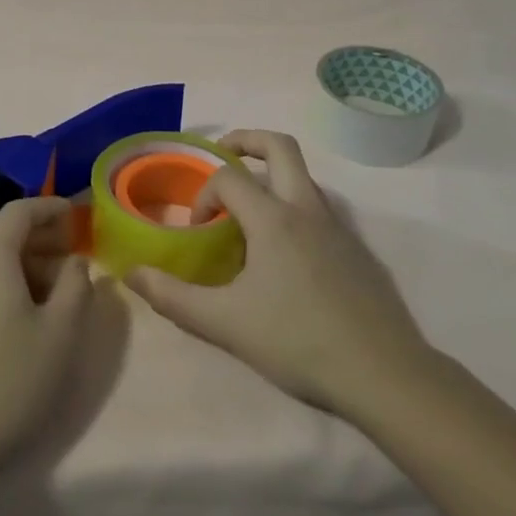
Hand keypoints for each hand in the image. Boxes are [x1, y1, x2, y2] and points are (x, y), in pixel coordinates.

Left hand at [0, 198, 91, 488]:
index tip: (76, 216)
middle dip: (37, 238)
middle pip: (0, 232)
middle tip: (69, 260)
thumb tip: (74, 262)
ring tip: (46, 293)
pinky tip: (11, 314)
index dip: (51, 208)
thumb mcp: (61, 333)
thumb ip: (76, 286)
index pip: (21, 210)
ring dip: (16, 262)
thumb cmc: (9, 379)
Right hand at [125, 131, 430, 410]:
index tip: (198, 230)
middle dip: (246, 141)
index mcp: (274, 218)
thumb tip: (131, 273)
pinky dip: (294, 208)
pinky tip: (285, 256)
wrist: (385, 375)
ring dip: (272, 177)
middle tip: (221, 154)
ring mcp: (339, 228)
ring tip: (248, 212)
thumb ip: (172, 297)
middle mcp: (308, 209)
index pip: (229, 178)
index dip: (203, 194)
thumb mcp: (224, 323)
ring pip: (303, 178)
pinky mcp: (358, 251)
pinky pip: (319, 209)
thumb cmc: (298, 341)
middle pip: (280, 147)